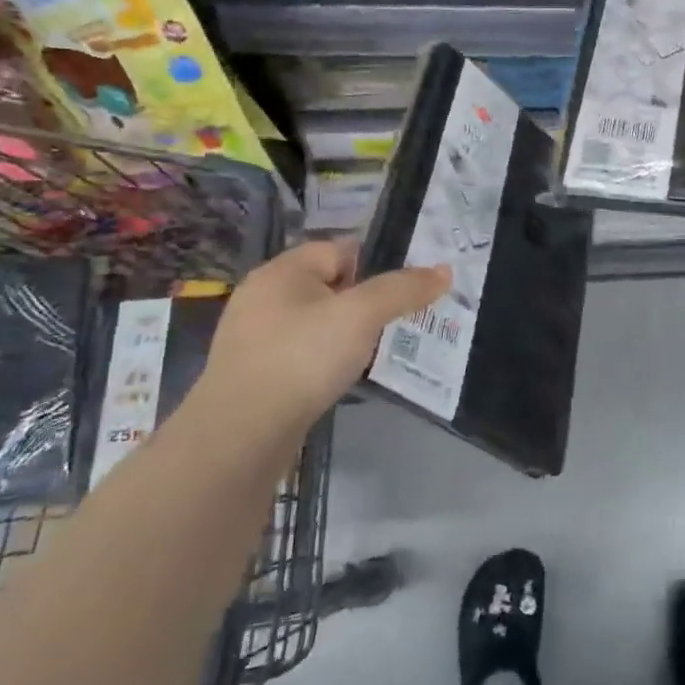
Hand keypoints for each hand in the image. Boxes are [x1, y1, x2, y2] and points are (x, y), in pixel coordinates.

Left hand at [193, 239, 448, 449]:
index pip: (339, 250)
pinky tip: (341, 375)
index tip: (405, 292)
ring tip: (375, 350)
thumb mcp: (361, 315)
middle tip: (397, 320)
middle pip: (328, 285)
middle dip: (364, 301)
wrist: (240, 434)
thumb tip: (444, 270)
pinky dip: (325, 358)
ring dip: (346, 332)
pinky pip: (302, 351)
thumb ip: (403, 289)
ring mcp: (255, 336)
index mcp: (283, 271)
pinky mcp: (256, 371)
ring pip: (316, 321)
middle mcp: (264, 296)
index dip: (375, 265)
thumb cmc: (302, 358)